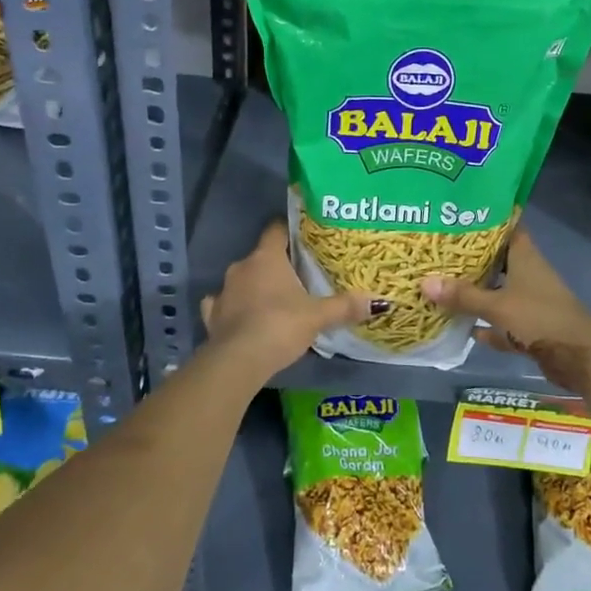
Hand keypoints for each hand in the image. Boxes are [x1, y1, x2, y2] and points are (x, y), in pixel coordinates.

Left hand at [200, 221, 370, 381]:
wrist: (238, 361)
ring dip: (255, 286)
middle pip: (261, 256)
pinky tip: (242, 316)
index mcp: (266, 257)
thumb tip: (378, 302)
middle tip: (299, 275)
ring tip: (275, 299)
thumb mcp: (318, 316)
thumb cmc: (280, 325)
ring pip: (242, 280)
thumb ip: (345, 306)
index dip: (290, 230)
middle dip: (278, 264)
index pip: (276, 229)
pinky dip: (232, 308)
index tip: (305, 236)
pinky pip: (222, 304)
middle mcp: (241, 267)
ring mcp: (223, 291)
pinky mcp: (212, 316)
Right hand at [421, 229, 590, 395]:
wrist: (578, 357)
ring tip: (443, 285)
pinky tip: (464, 328)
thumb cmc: (539, 318)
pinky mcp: (530, 327)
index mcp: (525, 257)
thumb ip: (463, 296)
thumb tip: (424, 282)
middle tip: (439, 251)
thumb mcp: (497, 305)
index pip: (506, 227)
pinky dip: (486, 325)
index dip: (486, 219)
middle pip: (497, 259)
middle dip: (472, 258)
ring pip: (499, 291)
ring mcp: (530, 301)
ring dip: (477, 292)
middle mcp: (528, 273)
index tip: (459, 214)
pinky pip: (502, 322)